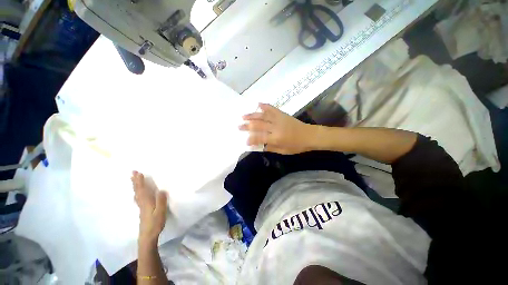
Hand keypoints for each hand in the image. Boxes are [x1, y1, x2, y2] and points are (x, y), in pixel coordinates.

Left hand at [131, 171, 167, 243]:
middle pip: (138, 190)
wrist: (147, 236)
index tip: (138, 173)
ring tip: (133, 180)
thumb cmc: (155, 223)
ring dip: (135, 186)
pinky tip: (137, 193)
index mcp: (147, 202)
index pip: (143, 189)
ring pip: (137, 194)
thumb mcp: (161, 212)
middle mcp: (142, 202)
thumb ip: (161, 201)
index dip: (140, 181)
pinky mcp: (142, 210)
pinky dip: (137, 192)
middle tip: (132, 172)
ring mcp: (141, 206)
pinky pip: (138, 197)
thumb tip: (162, 190)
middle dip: (135, 181)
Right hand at [239, 103, 317, 154]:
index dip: (251, 139)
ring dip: (252, 115)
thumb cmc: (297, 146)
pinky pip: (272, 109)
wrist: (310, 135)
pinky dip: (264, 106)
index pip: (260, 138)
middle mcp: (276, 127)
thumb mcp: (283, 151)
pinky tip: (258, 104)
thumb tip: (258, 146)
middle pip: (258, 125)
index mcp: (276, 138)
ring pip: (263, 116)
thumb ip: (270, 148)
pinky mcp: (282, 114)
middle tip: (239, 126)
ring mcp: (279, 119)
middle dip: (247, 126)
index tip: (245, 141)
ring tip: (243, 116)